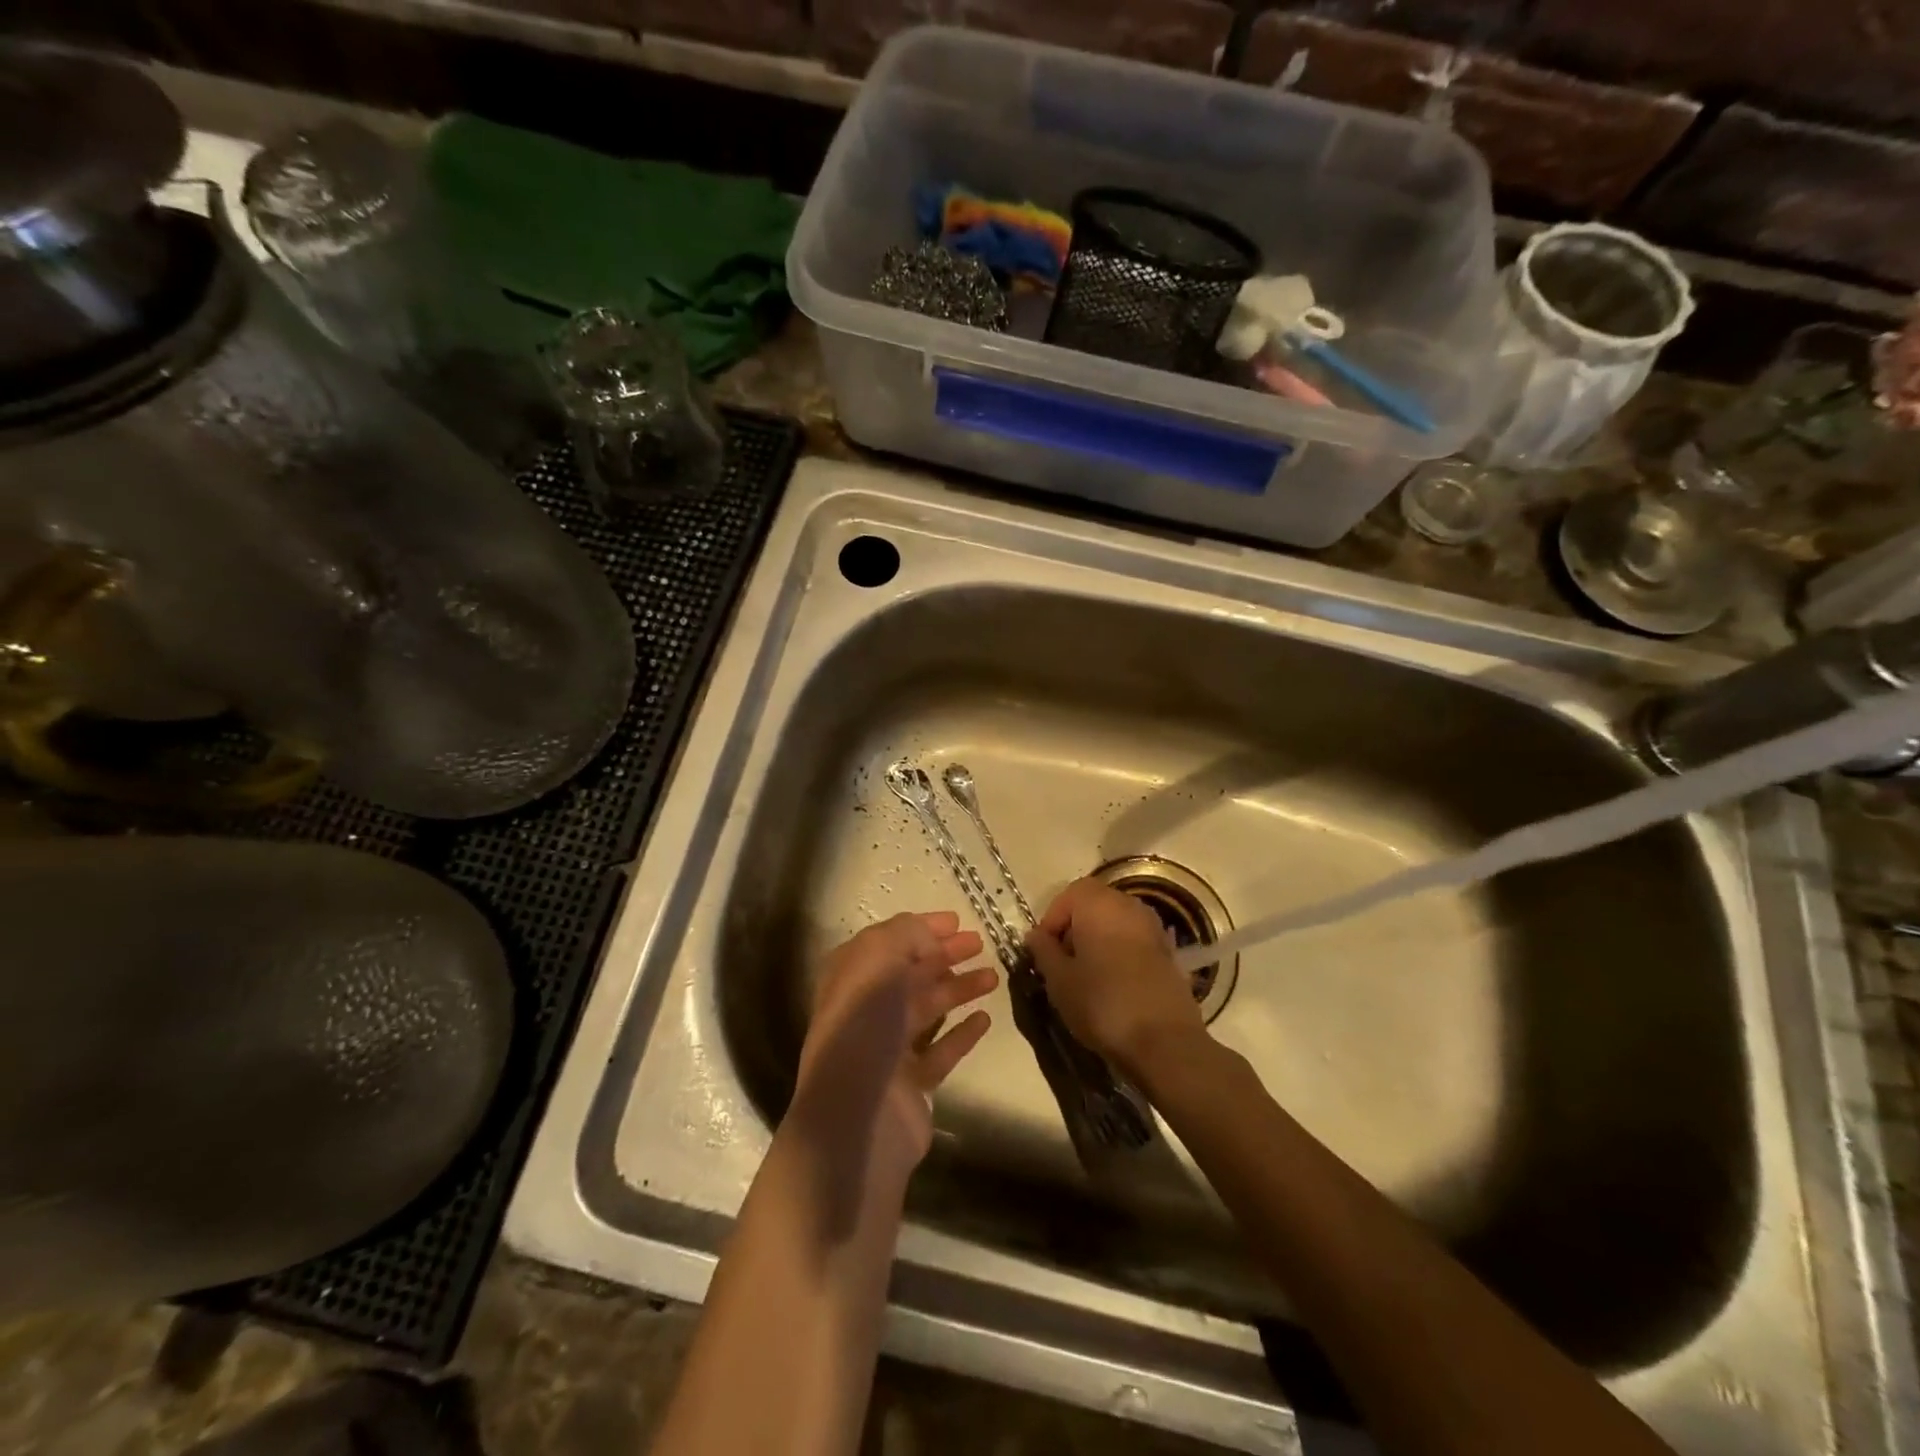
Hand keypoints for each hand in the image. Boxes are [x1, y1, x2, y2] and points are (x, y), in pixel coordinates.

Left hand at [792, 912, 995, 1186]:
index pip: (888, 942)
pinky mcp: (911, 1083)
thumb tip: (931, 936)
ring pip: (928, 1009)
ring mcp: (888, 1048)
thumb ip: (906, 935)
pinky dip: (962, 1033)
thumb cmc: (863, 1025)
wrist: (858, 1115)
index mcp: (851, 977)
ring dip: (959, 988)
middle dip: (944, 955)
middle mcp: (866, 1009)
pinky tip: (984, 1019)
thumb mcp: (879, 959)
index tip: (957, 921)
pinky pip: (941, 1050)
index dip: (920, 928)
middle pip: (910, 973)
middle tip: (981, 943)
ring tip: (993, 976)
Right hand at [1026, 878, 1204, 1077]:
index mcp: (1099, 903)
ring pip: (1115, 922)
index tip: (1043, 951)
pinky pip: (1134, 940)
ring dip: (1097, 940)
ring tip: (1086, 975)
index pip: (1068, 894)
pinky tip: (1113, 983)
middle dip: (1074, 928)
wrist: (1166, 1041)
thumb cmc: (1102, 1003)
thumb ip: (1043, 951)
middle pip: (1094, 904)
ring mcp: (1153, 927)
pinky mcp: (1169, 951)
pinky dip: (1119, 952)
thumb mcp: (1059, 980)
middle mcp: (1129, 905)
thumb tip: (1035, 935)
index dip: (1051, 920)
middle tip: (1062, 962)